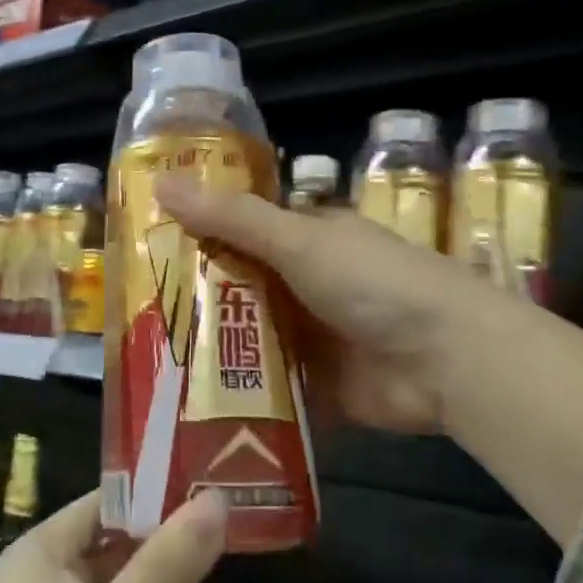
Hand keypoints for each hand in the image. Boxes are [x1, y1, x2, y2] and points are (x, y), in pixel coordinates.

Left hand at [0, 490, 227, 582]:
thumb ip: (169, 559)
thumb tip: (216, 499)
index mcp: (39, 549)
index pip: (102, 503)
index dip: (150, 499)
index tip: (199, 502)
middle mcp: (30, 575)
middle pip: (102, 543)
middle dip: (151, 543)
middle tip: (208, 542)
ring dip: (140, 582)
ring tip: (193, 580)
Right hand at [154, 174, 481, 435]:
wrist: (449, 362)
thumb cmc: (375, 283)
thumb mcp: (299, 241)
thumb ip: (232, 219)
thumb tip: (161, 182)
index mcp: (308, 241)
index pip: (242, 232)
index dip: (197, 236)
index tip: (144, 249)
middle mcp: (306, 286)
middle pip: (240, 288)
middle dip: (195, 299)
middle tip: (133, 311)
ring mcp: (312, 339)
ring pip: (248, 338)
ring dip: (210, 347)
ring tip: (146, 357)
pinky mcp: (315, 387)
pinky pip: (267, 386)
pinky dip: (236, 391)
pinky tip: (187, 400)